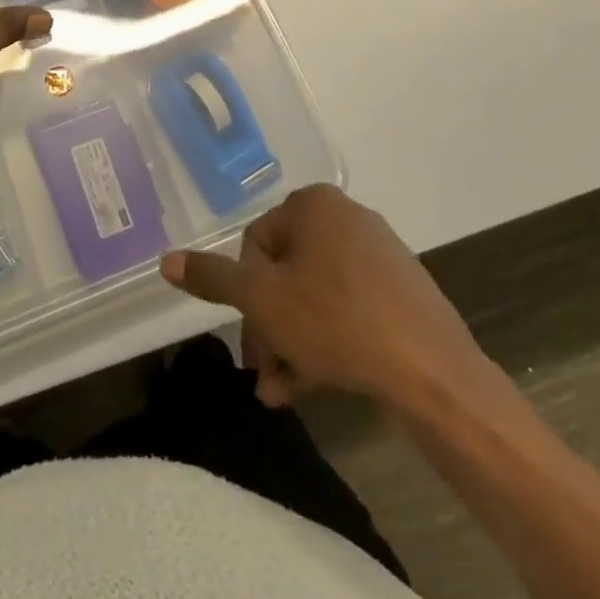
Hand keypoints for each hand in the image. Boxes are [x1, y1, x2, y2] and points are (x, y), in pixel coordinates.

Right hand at [161, 184, 495, 409]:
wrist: (433, 372)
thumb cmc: (336, 320)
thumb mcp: (262, 300)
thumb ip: (212, 277)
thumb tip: (166, 260)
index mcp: (313, 205)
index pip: (256, 244)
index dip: (245, 296)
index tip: (250, 343)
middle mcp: (346, 217)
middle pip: (286, 274)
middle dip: (269, 328)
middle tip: (265, 374)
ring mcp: (379, 254)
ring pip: (315, 297)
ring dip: (292, 343)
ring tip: (285, 393)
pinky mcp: (402, 291)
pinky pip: (349, 309)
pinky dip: (327, 341)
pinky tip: (317, 385)